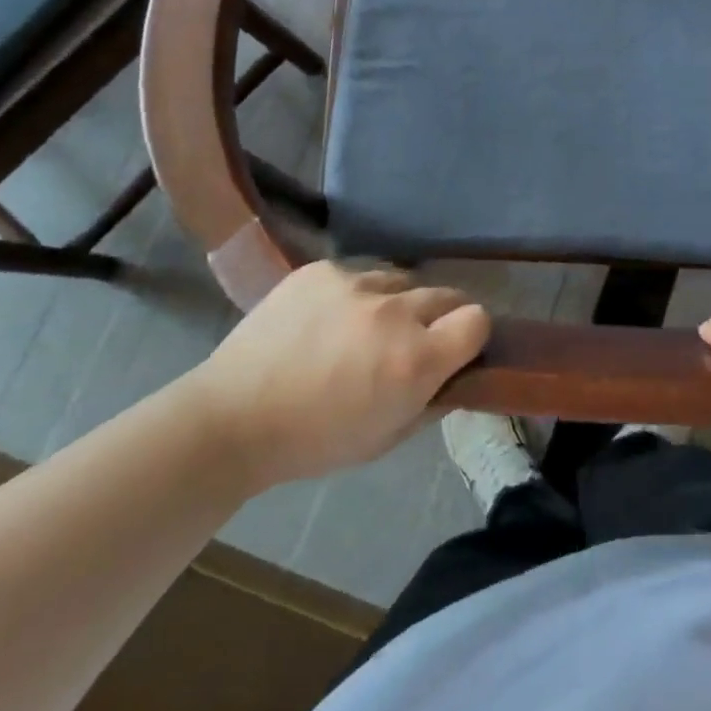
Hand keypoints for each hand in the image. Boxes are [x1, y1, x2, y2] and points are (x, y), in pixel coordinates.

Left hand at [185, 261, 488, 491]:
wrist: (233, 417)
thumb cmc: (315, 441)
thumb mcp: (387, 438)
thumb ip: (433, 401)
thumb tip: (457, 373)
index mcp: (416, 359)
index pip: (477, 320)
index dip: (471, 335)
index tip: (455, 349)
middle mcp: (395, 312)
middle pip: (446, 295)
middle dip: (438, 318)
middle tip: (410, 341)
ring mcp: (356, 283)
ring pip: (402, 280)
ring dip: (397, 302)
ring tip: (365, 327)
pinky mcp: (322, 270)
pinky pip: (359, 272)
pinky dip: (356, 293)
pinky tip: (328, 318)